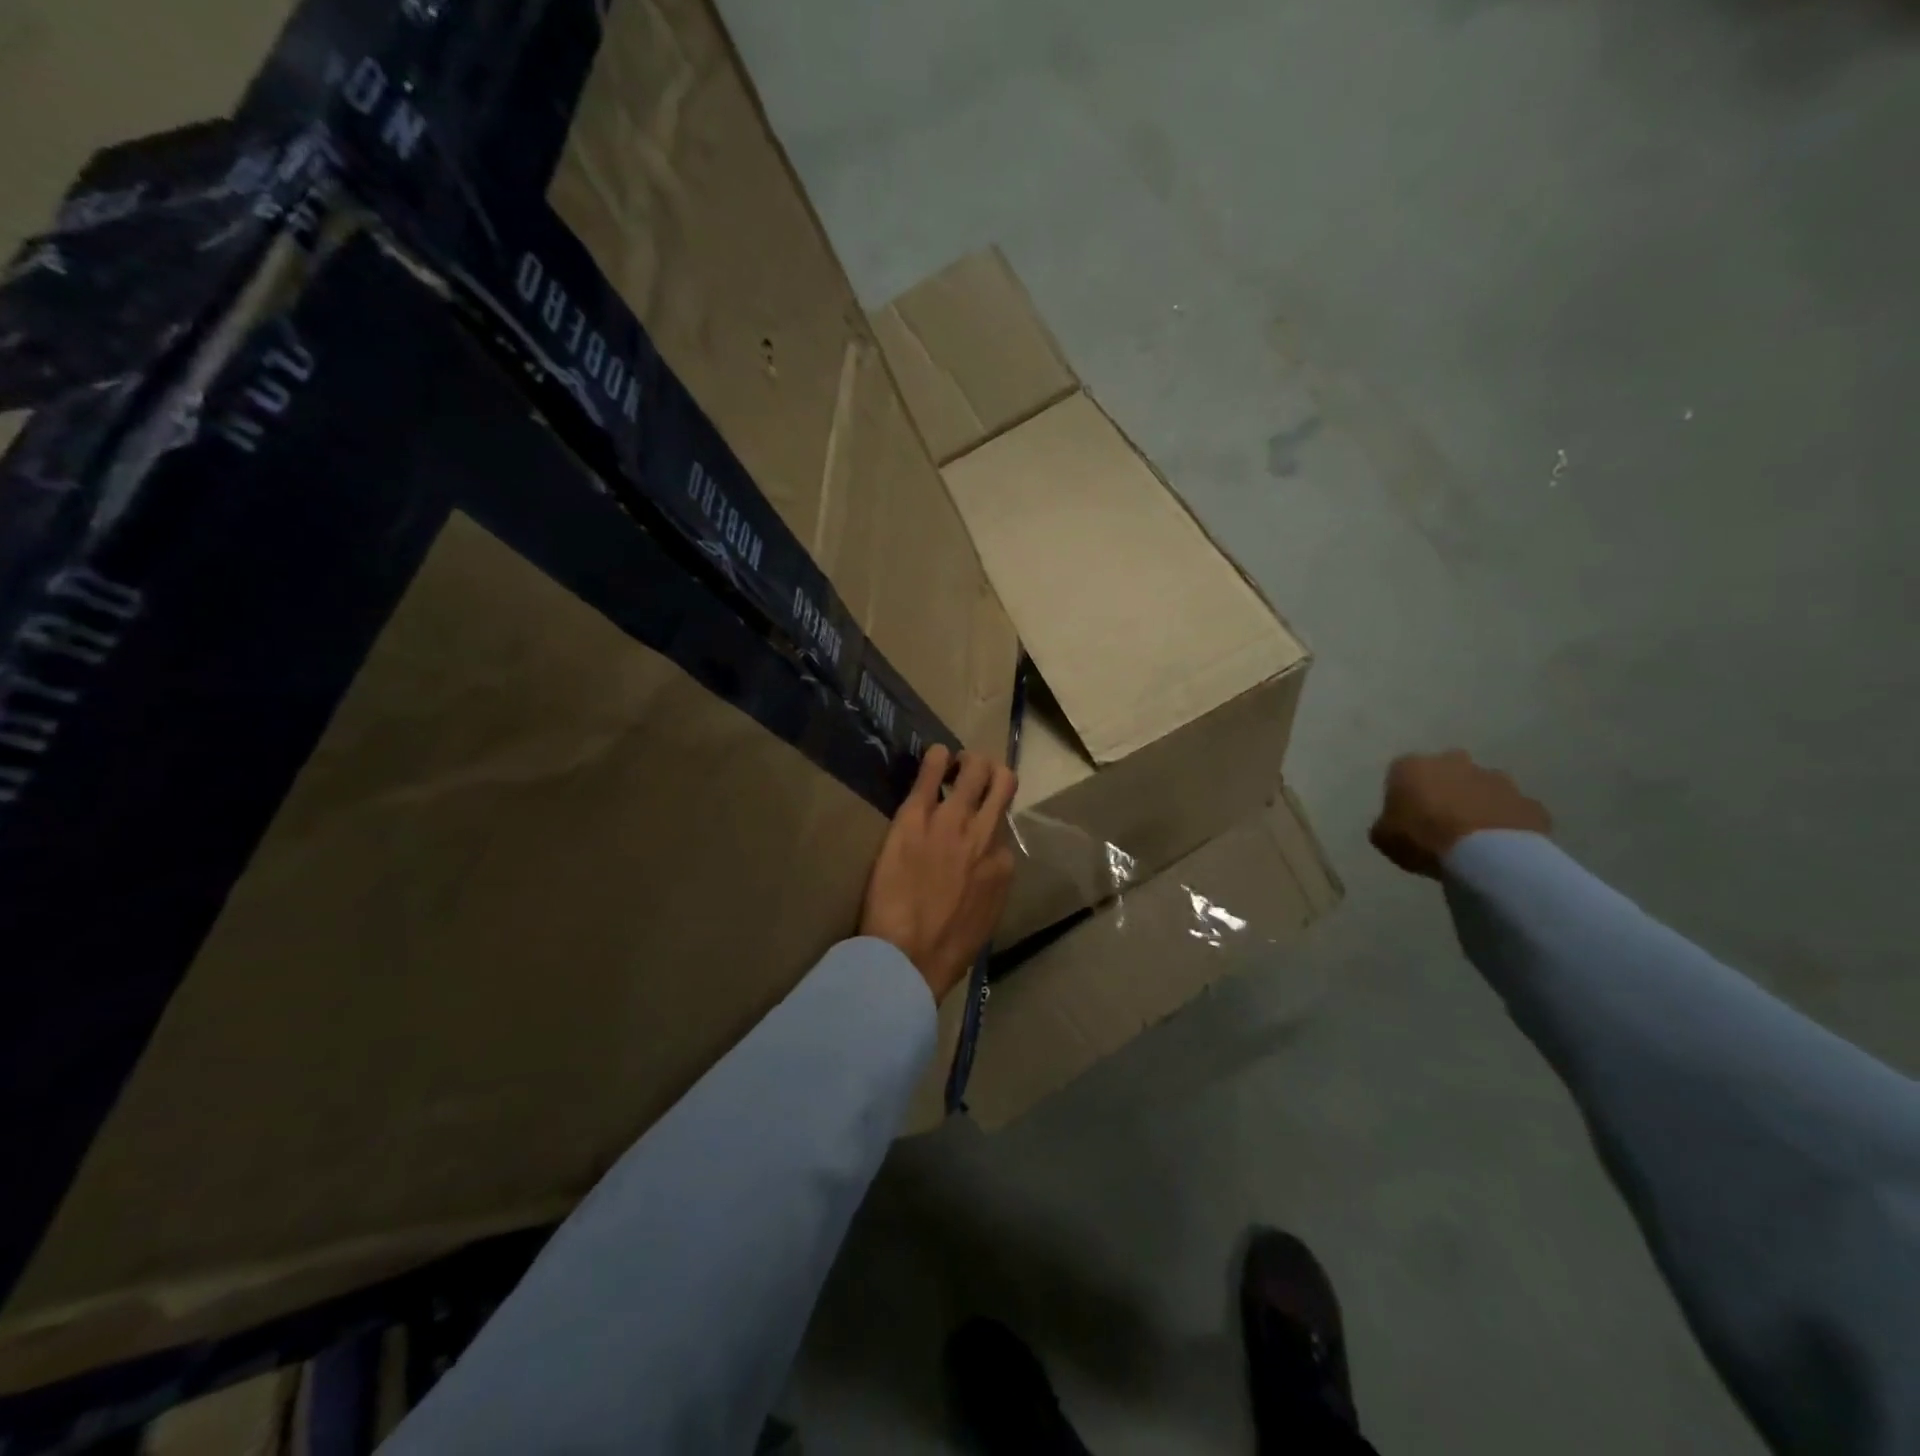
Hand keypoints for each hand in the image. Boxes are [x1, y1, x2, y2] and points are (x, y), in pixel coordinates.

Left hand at [860, 745, 1018, 1000]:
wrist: (908, 956)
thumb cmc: (946, 949)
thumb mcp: (986, 919)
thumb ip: (990, 885)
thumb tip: (983, 870)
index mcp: (1003, 864)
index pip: (1003, 827)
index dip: (988, 822)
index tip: (973, 826)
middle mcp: (986, 835)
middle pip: (1002, 783)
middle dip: (990, 774)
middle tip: (972, 776)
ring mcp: (952, 821)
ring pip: (975, 769)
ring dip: (967, 762)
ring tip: (954, 764)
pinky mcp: (917, 815)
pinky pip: (932, 772)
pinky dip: (936, 759)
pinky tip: (934, 757)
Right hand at [1370, 750, 1551, 878]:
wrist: (1486, 856)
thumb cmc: (1422, 839)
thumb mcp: (1383, 837)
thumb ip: (1386, 823)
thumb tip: (1394, 824)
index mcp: (1413, 766)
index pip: (1402, 773)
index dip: (1404, 794)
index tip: (1405, 816)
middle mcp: (1455, 762)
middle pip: (1447, 772)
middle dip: (1445, 790)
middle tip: (1440, 820)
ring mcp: (1497, 780)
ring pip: (1483, 788)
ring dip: (1477, 804)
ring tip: (1472, 836)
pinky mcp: (1528, 802)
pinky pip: (1512, 811)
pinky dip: (1505, 823)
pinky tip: (1498, 846)